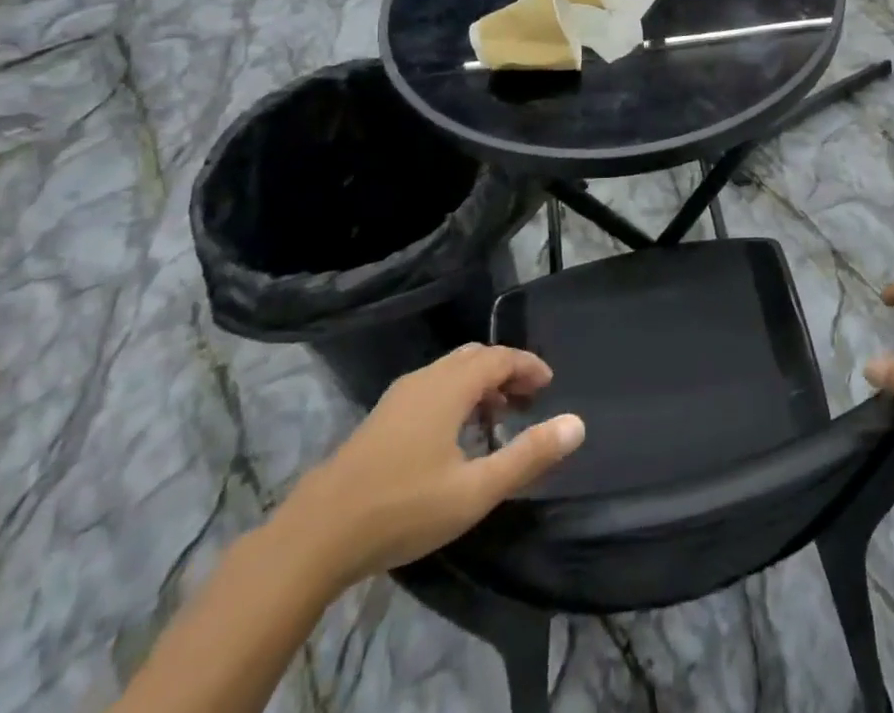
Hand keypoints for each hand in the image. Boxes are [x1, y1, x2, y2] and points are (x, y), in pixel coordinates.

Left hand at [276, 344, 583, 590]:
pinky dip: (455, 397)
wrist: (315, 536)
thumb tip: (577, 424)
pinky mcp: (380, 418)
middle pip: (475, 357)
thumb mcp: (475, 490)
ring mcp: (398, 397)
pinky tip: (453, 438)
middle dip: (505, 372)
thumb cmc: (403, 507)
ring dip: (479, 385)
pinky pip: (431, 388)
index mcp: (451, 385)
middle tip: (527, 401)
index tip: (550, 384)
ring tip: (495, 421)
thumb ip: (528, 455)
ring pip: (450, 372)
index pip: (500, 357)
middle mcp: (426, 378)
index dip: (528, 366)